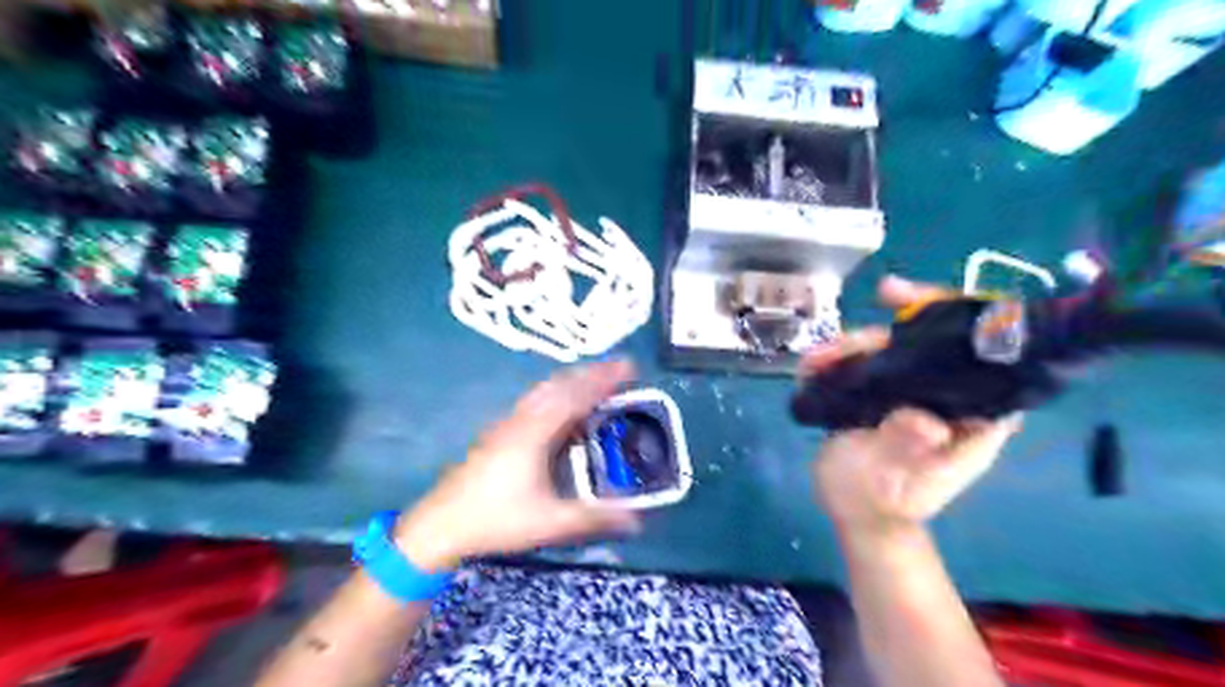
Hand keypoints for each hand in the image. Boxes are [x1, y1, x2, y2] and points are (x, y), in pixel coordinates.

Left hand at [395, 363, 644, 570]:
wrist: (441, 524)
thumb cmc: (496, 519)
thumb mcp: (550, 522)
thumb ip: (594, 519)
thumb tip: (636, 520)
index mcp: (536, 432)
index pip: (576, 395)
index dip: (604, 379)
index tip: (629, 365)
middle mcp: (522, 419)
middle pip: (560, 384)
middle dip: (591, 373)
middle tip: (620, 369)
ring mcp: (508, 424)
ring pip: (545, 390)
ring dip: (573, 381)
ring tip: (596, 382)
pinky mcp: (499, 433)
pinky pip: (536, 401)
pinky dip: (558, 394)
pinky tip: (563, 410)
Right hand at [806, 277, 1024, 533]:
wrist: (854, 515)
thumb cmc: (879, 503)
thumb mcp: (891, 481)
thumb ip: (905, 449)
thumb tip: (923, 420)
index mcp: (974, 418)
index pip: (987, 356)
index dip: (964, 318)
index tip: (921, 304)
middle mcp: (950, 397)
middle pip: (933, 341)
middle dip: (894, 324)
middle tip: (862, 318)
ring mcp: (915, 393)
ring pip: (894, 347)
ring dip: (853, 345)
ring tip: (813, 360)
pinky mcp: (884, 393)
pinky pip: (867, 362)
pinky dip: (839, 357)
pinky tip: (812, 366)